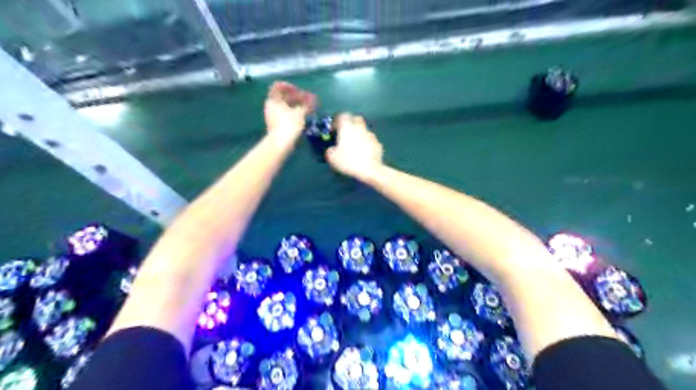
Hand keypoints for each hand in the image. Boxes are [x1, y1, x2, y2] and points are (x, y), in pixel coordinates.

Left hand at [265, 81, 316, 148]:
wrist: (280, 143)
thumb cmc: (289, 125)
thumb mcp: (300, 113)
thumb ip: (307, 104)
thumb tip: (313, 97)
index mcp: (273, 100)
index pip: (278, 86)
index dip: (289, 86)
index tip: (299, 90)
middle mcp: (271, 106)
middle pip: (283, 97)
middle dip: (296, 97)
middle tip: (307, 100)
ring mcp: (273, 115)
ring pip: (285, 106)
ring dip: (296, 105)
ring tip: (307, 108)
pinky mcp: (276, 124)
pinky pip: (285, 114)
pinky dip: (293, 112)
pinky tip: (302, 116)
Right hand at [325, 111, 383, 180]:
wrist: (370, 170)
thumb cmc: (349, 161)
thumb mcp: (332, 158)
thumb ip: (330, 150)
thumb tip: (332, 149)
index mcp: (347, 127)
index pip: (342, 116)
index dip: (337, 121)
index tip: (334, 129)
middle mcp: (360, 127)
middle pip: (355, 119)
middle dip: (350, 123)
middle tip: (345, 133)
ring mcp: (371, 135)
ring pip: (364, 129)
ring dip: (359, 134)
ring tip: (355, 144)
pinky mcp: (378, 144)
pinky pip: (370, 140)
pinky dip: (366, 143)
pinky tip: (363, 152)